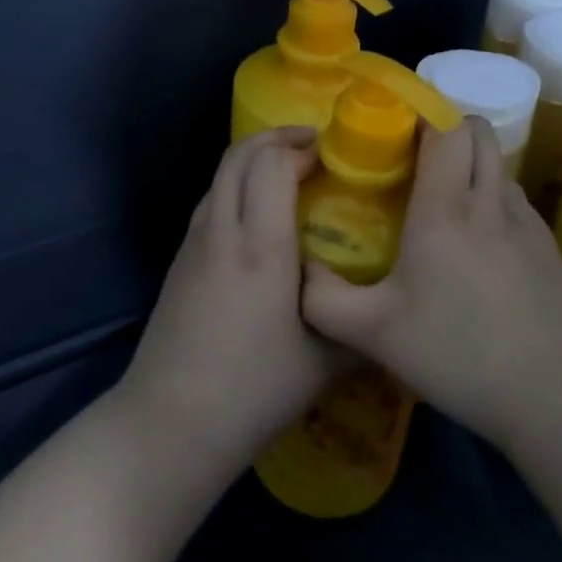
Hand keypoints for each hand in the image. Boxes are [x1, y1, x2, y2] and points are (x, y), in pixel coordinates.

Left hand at [118, 128, 348, 472]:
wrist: (169, 423)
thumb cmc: (253, 391)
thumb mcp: (325, 362)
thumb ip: (360, 324)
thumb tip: (392, 303)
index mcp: (260, 247)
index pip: (272, 164)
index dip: (301, 148)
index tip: (333, 154)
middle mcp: (222, 231)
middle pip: (239, 154)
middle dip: (276, 138)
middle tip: (313, 146)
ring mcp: (193, 242)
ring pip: (220, 174)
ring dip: (253, 158)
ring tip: (288, 173)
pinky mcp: (180, 260)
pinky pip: (211, 199)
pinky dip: (236, 184)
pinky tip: (257, 215)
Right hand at [301, 116, 561, 448]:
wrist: (557, 394)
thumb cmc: (458, 353)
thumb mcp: (374, 334)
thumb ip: (323, 300)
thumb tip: (298, 271)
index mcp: (445, 207)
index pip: (445, 126)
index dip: (422, 113)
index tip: (393, 127)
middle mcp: (489, 200)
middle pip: (478, 130)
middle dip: (447, 129)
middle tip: (414, 160)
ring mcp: (526, 222)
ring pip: (498, 164)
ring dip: (471, 165)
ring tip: (444, 202)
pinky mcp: (548, 248)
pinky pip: (515, 200)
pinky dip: (493, 200)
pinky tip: (478, 247)